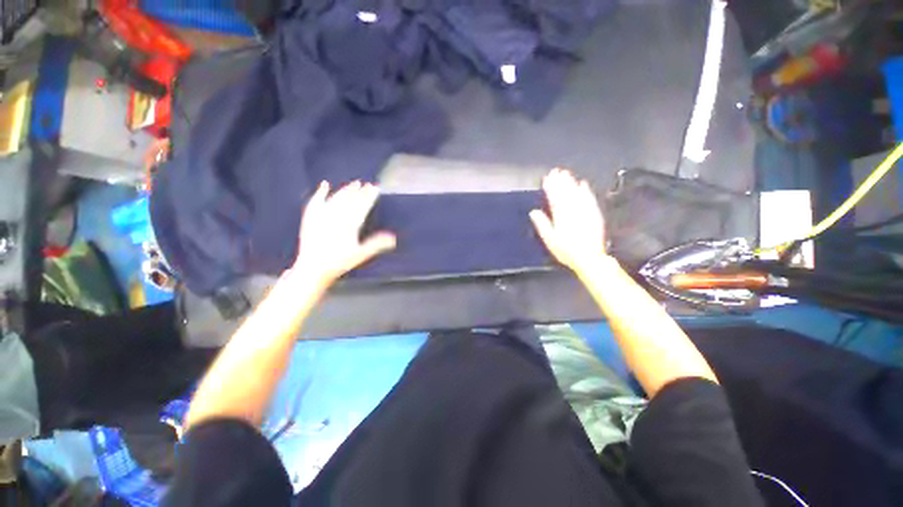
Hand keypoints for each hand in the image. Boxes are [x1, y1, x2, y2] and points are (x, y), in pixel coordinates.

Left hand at [291, 181, 395, 286]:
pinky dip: (321, 193)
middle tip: (367, 184)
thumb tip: (393, 238)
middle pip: (350, 200)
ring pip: (336, 198)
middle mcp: (336, 216)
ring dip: (346, 190)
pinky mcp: (311, 218)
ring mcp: (322, 216)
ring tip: (354, 183)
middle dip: (360, 191)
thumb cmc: (339, 262)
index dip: (369, 196)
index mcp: (350, 224)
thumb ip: (377, 244)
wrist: (313, 268)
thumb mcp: (361, 254)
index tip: (375, 188)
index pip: (362, 206)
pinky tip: (325, 185)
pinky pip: (316, 201)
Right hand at [530, 169, 607, 273]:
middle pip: (565, 193)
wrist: (589, 258)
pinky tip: (583, 183)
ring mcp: (585, 211)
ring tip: (566, 173)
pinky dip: (586, 190)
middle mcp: (573, 211)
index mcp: (560, 216)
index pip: (554, 198)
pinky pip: (589, 199)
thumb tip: (533, 211)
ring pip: (577, 193)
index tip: (546, 178)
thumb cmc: (566, 251)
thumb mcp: (550, 240)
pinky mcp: (594, 214)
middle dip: (559, 181)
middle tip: (555, 171)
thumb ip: (542, 225)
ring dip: (571, 182)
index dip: (550, 187)